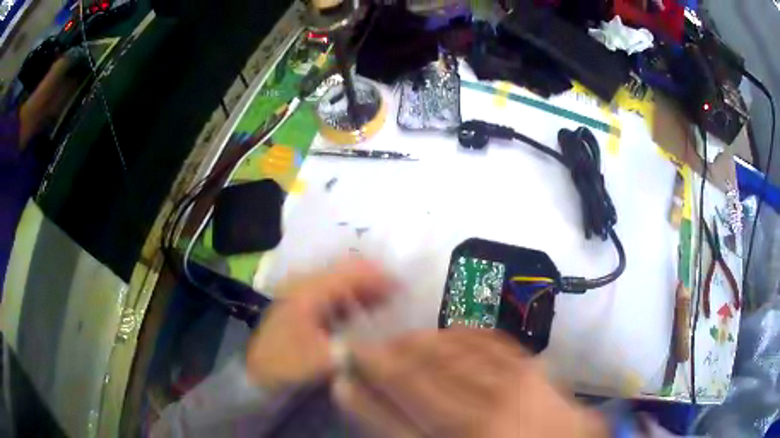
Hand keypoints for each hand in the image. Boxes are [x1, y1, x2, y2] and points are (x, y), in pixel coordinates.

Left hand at [246, 258, 394, 392]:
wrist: (258, 374)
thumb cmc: (286, 365)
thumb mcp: (320, 359)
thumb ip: (354, 347)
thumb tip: (384, 338)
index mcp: (309, 291)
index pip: (351, 273)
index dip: (379, 277)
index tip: (404, 288)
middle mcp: (306, 285)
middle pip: (348, 272)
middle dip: (375, 279)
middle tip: (401, 295)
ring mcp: (305, 295)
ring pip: (343, 282)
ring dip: (367, 289)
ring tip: (390, 303)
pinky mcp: (306, 307)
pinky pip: (337, 295)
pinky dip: (356, 299)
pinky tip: (368, 313)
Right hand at [336, 329, 607, 437]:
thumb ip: (401, 430)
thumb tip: (362, 399)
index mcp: (463, 435)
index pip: (398, 402)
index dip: (366, 383)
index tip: (344, 367)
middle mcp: (486, 408)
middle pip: (419, 370)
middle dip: (384, 356)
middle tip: (364, 350)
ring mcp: (513, 381)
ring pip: (447, 347)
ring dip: (414, 342)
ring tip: (395, 343)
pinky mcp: (530, 364)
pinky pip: (483, 338)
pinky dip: (454, 333)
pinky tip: (440, 335)